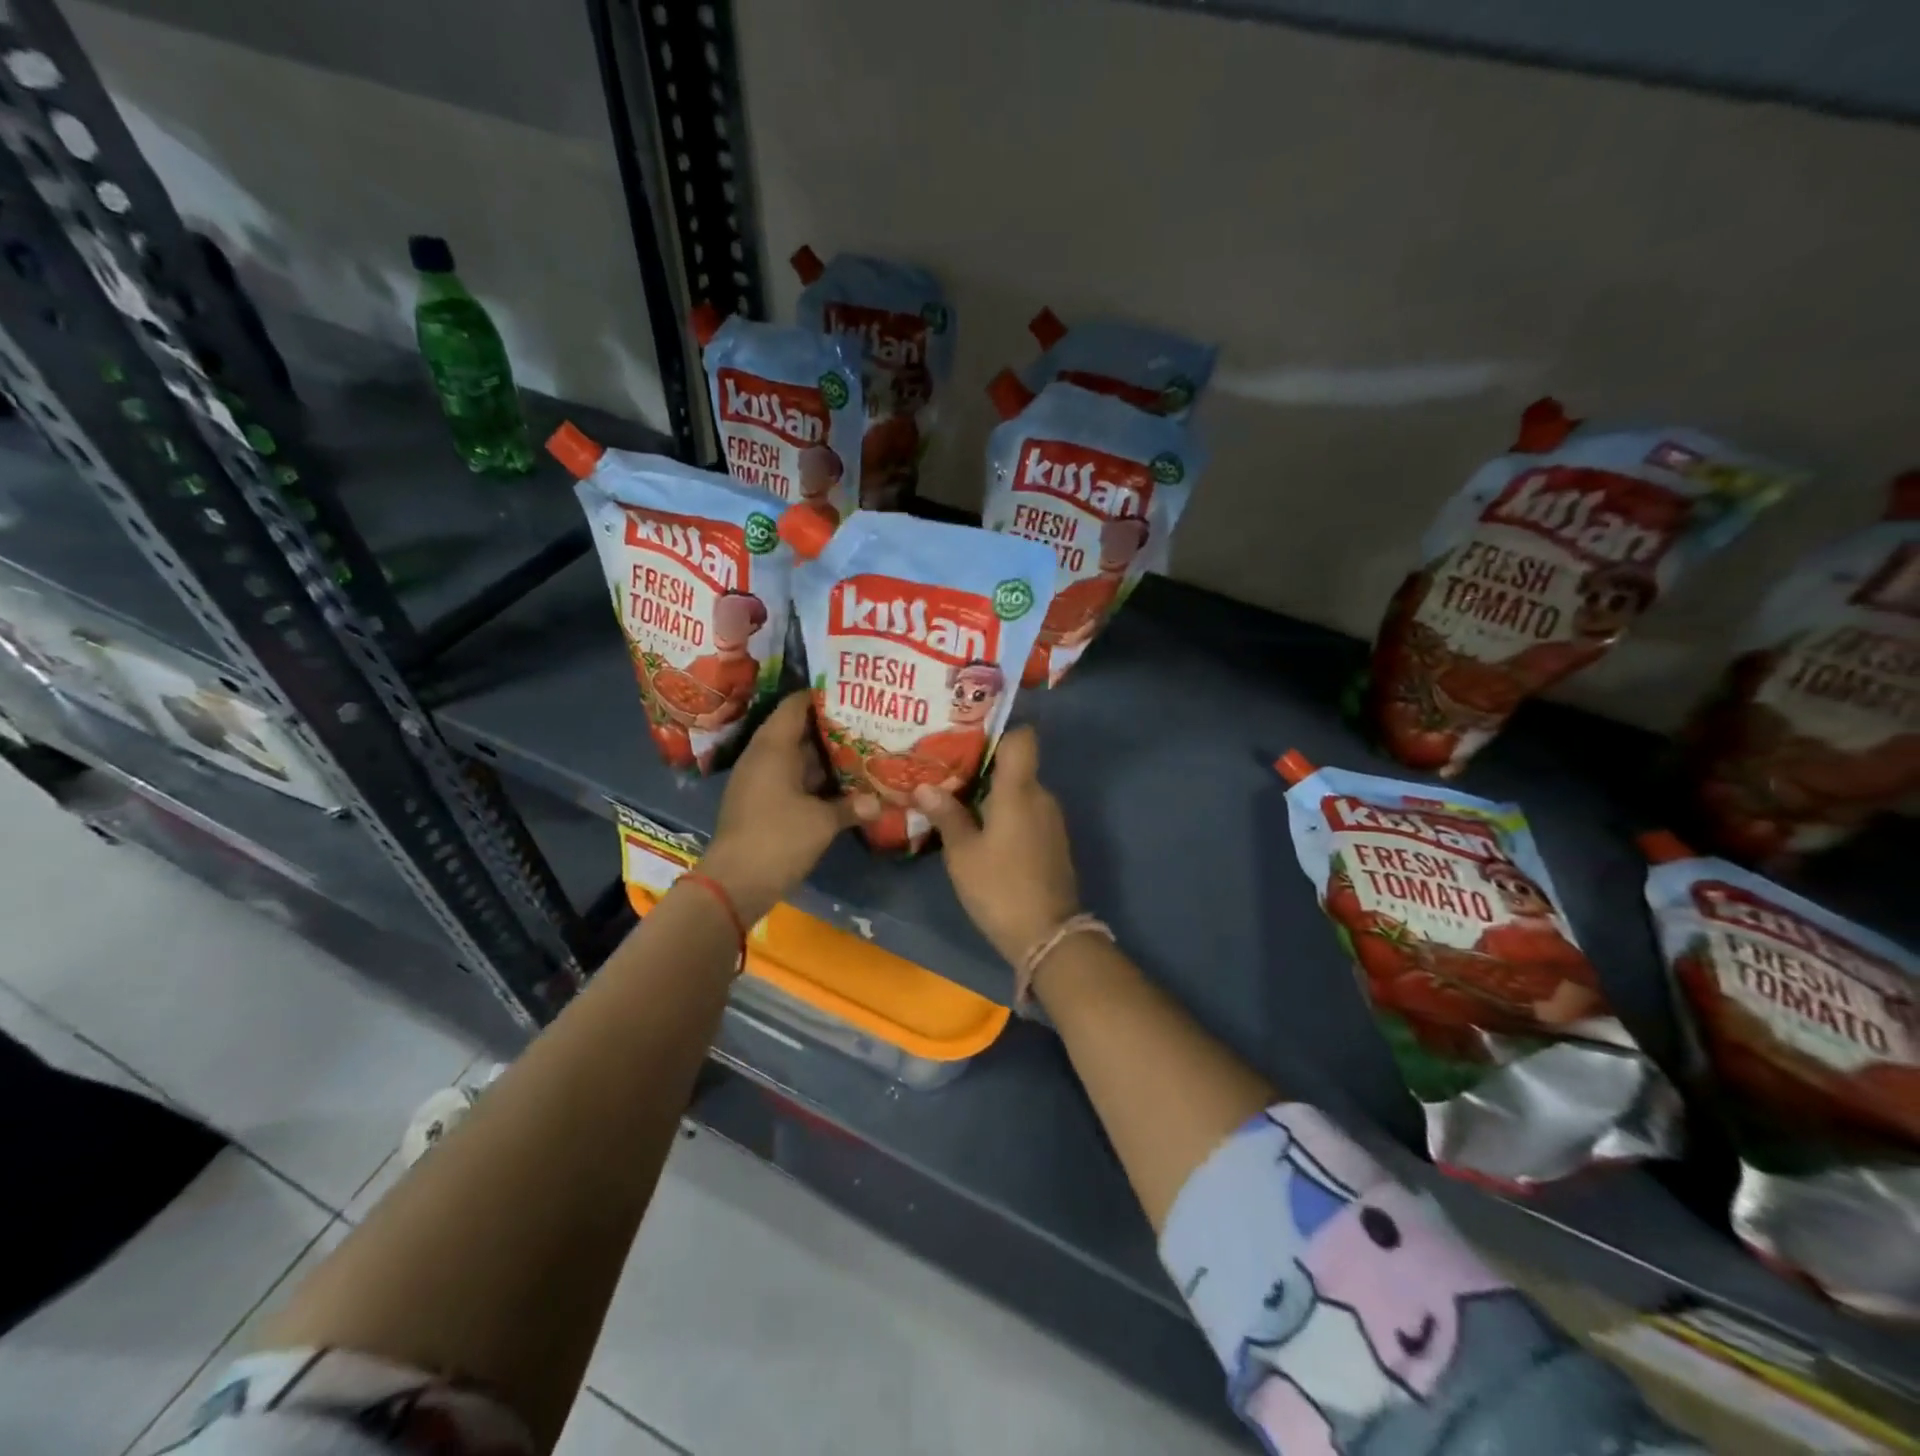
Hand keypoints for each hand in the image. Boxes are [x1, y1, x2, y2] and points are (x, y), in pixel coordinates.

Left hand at [704, 693, 876, 921]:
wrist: (734, 884)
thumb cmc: (777, 839)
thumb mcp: (822, 821)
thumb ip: (851, 806)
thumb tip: (879, 802)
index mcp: (773, 747)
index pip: (796, 705)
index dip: (823, 695)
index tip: (854, 692)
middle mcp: (764, 757)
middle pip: (799, 730)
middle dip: (832, 727)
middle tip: (868, 721)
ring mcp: (761, 781)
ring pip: (798, 757)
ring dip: (826, 756)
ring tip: (864, 747)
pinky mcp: (763, 803)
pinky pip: (793, 779)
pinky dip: (816, 779)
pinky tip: (845, 784)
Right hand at [910, 726, 1080, 964]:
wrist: (1048, 936)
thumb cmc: (1000, 887)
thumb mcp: (963, 854)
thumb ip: (946, 815)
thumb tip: (924, 786)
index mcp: (1019, 790)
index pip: (1022, 738)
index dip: (998, 731)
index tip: (966, 738)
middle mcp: (1041, 796)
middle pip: (1015, 765)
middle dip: (982, 767)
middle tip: (945, 772)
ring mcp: (1051, 820)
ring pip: (1020, 791)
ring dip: (992, 794)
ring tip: (955, 801)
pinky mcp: (1052, 841)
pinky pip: (1027, 813)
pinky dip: (1005, 814)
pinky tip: (979, 830)